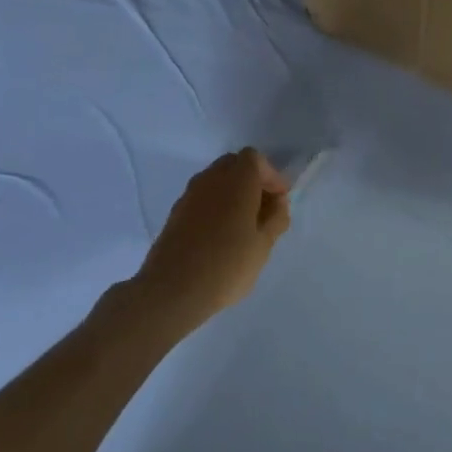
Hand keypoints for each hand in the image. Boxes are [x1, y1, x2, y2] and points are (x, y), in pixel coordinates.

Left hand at [136, 149, 290, 326]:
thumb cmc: (227, 264)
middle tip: (262, 208)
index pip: (255, 159)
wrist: (171, 291)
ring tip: (242, 224)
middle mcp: (210, 179)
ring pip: (215, 181)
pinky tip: (219, 235)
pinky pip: (201, 199)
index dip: (271, 176)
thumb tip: (277, 203)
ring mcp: (188, 196)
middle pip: (233, 165)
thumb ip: (276, 218)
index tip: (279, 200)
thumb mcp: (264, 244)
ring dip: (231, 193)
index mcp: (237, 180)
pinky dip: (214, 206)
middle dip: (251, 180)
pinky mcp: (174, 214)